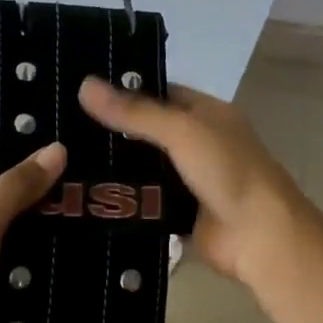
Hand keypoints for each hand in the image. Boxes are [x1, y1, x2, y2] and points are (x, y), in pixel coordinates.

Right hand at [78, 78, 305, 284]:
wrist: (260, 237)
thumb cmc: (228, 172)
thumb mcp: (181, 131)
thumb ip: (134, 112)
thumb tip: (84, 85)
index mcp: (207, 113)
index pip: (160, 93)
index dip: (124, 91)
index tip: (80, 93)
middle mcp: (199, 142)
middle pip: (148, 132)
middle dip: (112, 132)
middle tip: (61, 129)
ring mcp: (190, 180)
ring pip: (144, 168)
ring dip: (114, 167)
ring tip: (63, 159)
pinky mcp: (180, 213)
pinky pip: (146, 201)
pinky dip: (124, 199)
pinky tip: (86, 195)